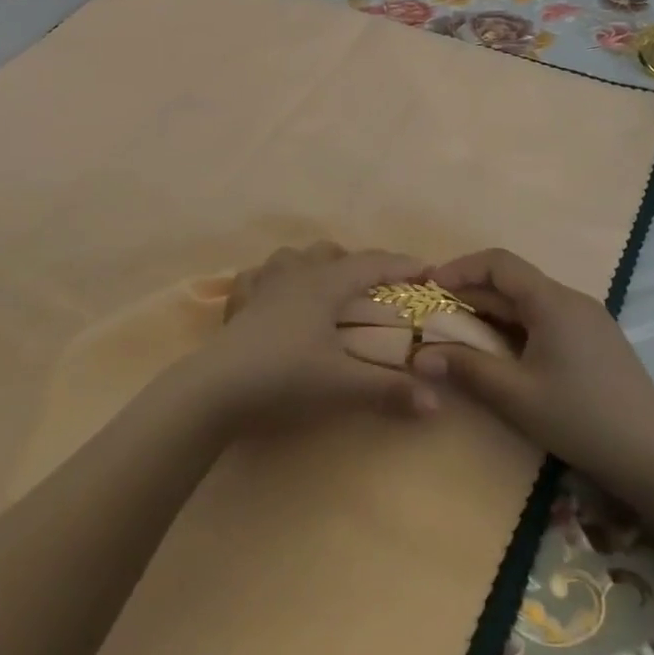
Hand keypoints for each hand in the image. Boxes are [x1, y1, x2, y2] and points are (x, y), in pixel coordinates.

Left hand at [180, 243, 441, 434]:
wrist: (218, 387)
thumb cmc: (286, 377)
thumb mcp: (342, 385)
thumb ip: (389, 390)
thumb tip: (436, 402)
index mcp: (325, 284)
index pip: (371, 265)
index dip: (401, 265)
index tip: (427, 270)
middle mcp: (295, 273)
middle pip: (330, 253)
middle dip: (356, 264)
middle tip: (373, 290)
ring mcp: (262, 283)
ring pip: (292, 257)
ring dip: (313, 265)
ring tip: (324, 288)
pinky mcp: (238, 301)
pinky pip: (258, 276)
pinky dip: (272, 280)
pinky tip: (273, 297)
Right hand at [409, 249, 653, 497]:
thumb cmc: (582, 419)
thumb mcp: (516, 396)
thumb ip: (466, 369)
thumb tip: (419, 356)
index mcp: (551, 301)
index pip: (498, 262)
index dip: (459, 268)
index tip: (430, 287)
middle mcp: (571, 298)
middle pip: (512, 281)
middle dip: (471, 293)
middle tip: (438, 317)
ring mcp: (588, 318)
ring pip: (529, 300)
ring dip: (493, 311)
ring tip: (463, 336)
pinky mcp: (596, 340)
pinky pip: (546, 317)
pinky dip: (516, 325)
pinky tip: (504, 354)